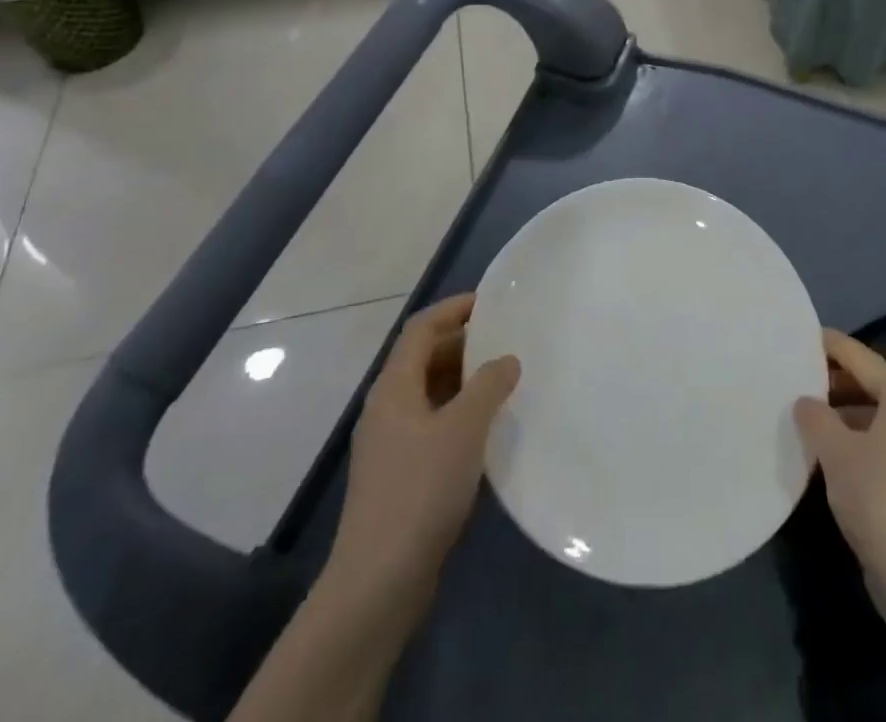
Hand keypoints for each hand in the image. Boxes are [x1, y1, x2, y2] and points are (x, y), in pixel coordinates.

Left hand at [328, 293, 520, 598]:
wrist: (378, 582)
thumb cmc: (420, 490)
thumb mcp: (463, 429)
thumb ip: (489, 386)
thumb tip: (507, 359)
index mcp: (394, 387)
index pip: (421, 328)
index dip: (453, 309)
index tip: (491, 302)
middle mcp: (387, 408)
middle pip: (424, 359)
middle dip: (463, 344)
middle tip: (506, 341)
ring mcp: (391, 444)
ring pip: (430, 394)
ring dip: (464, 381)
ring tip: (504, 380)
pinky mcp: (400, 476)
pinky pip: (433, 425)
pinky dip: (459, 415)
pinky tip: (488, 430)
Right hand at [793, 328, 885, 591]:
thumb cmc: (877, 498)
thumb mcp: (834, 451)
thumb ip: (815, 416)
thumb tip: (806, 402)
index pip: (862, 357)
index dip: (831, 345)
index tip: (803, 336)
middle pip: (880, 381)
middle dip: (845, 378)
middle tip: (811, 378)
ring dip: (855, 409)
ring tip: (819, 416)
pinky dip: (869, 434)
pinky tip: (842, 452)